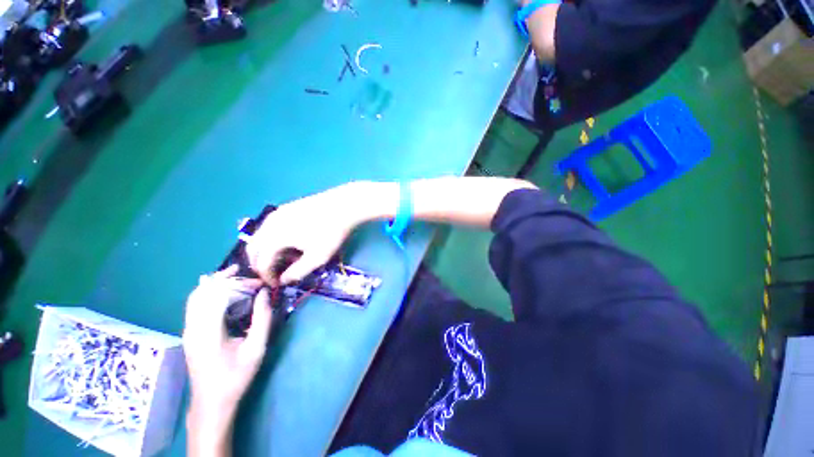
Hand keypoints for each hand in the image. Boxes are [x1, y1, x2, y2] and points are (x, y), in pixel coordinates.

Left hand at [183, 266, 273, 419]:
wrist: (211, 403)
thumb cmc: (235, 376)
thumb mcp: (256, 349)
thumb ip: (262, 318)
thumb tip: (265, 293)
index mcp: (208, 331)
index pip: (218, 294)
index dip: (239, 284)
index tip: (259, 284)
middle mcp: (193, 327)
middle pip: (202, 292)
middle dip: (225, 279)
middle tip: (246, 274)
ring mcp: (188, 331)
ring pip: (196, 297)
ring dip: (215, 284)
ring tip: (235, 276)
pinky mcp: (189, 334)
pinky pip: (195, 305)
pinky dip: (209, 293)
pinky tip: (222, 293)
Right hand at [245, 182, 385, 285]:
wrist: (344, 205)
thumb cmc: (331, 233)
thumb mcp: (317, 257)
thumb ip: (298, 271)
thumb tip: (284, 280)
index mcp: (274, 237)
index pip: (261, 263)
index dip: (267, 277)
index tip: (276, 284)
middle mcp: (269, 224)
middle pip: (254, 248)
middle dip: (261, 264)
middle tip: (274, 273)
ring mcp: (277, 213)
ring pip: (261, 236)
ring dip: (267, 251)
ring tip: (286, 258)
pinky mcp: (287, 207)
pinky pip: (270, 226)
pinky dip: (272, 238)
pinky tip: (290, 242)